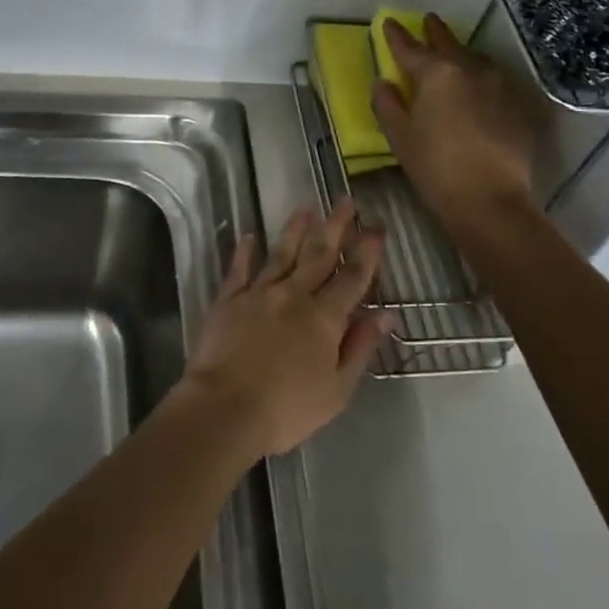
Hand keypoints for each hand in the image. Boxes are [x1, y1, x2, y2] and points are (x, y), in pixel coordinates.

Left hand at [179, 200, 386, 458]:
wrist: (224, 408)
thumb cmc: (286, 408)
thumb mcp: (337, 389)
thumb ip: (360, 347)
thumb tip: (385, 314)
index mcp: (324, 318)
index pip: (352, 277)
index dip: (367, 251)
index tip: (377, 227)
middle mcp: (294, 295)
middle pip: (319, 254)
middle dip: (335, 226)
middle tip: (345, 200)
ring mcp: (258, 294)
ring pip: (282, 254)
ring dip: (295, 229)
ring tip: (306, 208)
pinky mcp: (228, 300)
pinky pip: (239, 269)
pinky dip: (245, 251)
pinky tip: (249, 235)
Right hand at [372, 14, 540, 229]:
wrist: (489, 199)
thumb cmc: (435, 167)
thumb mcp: (400, 137)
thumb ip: (387, 104)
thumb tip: (383, 83)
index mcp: (437, 74)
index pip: (410, 48)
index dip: (397, 36)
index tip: (388, 23)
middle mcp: (471, 70)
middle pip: (449, 44)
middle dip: (435, 32)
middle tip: (427, 20)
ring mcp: (499, 86)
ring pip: (477, 60)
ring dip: (462, 54)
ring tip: (454, 54)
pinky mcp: (518, 106)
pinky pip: (494, 82)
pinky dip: (481, 78)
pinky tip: (478, 87)